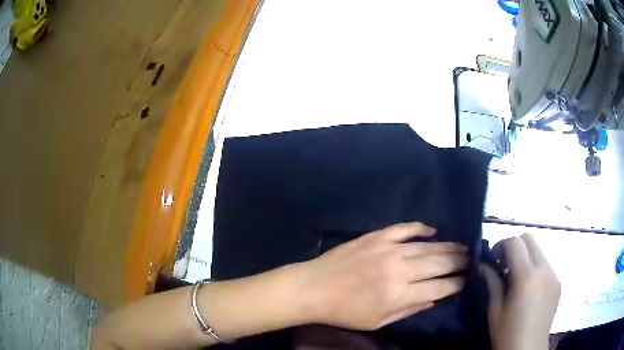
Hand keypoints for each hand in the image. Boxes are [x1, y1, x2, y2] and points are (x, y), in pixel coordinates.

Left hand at [300, 222, 468, 330]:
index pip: (439, 287)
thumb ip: (410, 310)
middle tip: (470, 260)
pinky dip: (421, 228)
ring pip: (428, 246)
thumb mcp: (378, 321)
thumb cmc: (345, 311)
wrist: (314, 288)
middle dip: (458, 262)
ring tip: (461, 247)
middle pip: (439, 263)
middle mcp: (400, 269)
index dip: (456, 284)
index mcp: (400, 294)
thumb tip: (435, 298)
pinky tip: (433, 231)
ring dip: (448, 247)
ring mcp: (388, 249)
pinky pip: (405, 228)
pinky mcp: (377, 236)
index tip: (466, 280)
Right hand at [481, 234, 560, 349]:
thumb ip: (491, 281)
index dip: (501, 246)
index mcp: (527, 277)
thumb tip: (482, 264)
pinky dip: (535, 268)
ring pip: (539, 250)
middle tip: (504, 266)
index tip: (493, 260)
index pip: (515, 242)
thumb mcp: (494, 309)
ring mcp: (554, 274)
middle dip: (514, 246)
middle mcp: (544, 269)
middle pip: (529, 238)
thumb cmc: (507, 333)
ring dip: (526, 257)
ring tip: (517, 279)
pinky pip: (546, 264)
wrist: (528, 349)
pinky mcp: (558, 282)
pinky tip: (529, 289)